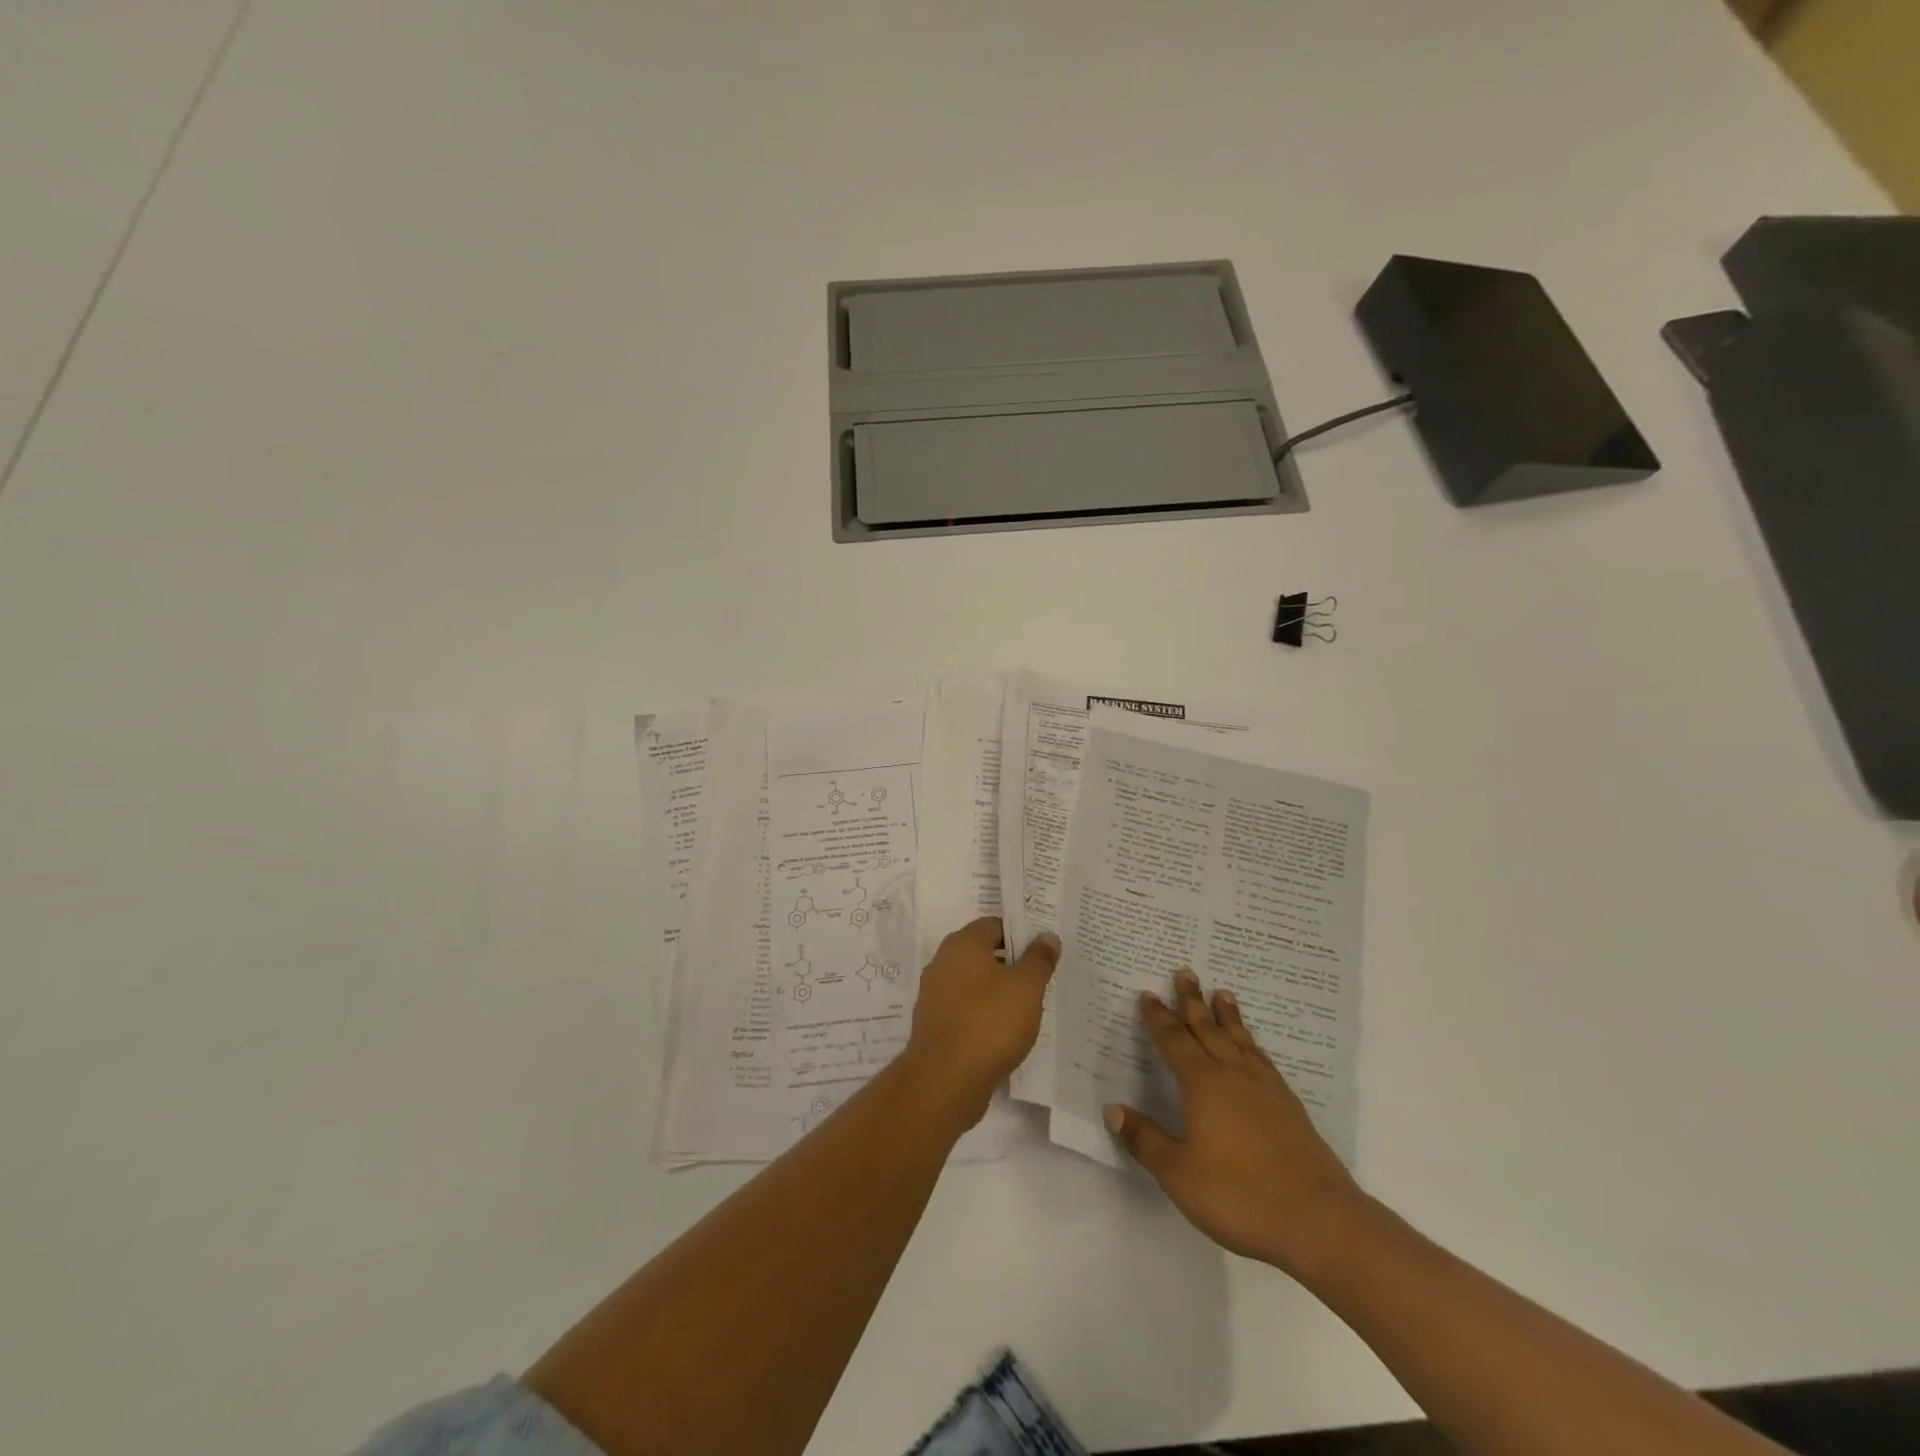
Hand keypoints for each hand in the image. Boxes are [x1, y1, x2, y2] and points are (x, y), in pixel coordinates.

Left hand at [904, 918, 1059, 1125]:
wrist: (946, 1079)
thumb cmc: (990, 1021)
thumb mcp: (1027, 987)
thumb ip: (1039, 959)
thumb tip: (1047, 936)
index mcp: (962, 944)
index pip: (993, 925)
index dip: (1019, 934)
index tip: (1042, 949)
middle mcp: (943, 963)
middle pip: (982, 954)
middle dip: (1010, 964)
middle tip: (1040, 978)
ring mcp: (934, 996)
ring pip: (973, 984)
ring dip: (996, 992)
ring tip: (1027, 1008)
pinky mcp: (934, 1026)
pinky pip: (964, 1011)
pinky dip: (983, 1016)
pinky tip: (1004, 1033)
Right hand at [1106, 970, 1360, 1273]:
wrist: (1319, 1220)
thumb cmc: (1239, 1195)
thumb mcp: (1179, 1174)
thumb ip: (1145, 1140)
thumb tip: (1113, 1109)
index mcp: (1202, 1085)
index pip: (1174, 1042)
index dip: (1158, 1018)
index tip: (1148, 995)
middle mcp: (1233, 1076)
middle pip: (1207, 1029)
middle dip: (1192, 1001)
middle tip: (1185, 972)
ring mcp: (1265, 1090)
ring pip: (1239, 1040)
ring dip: (1227, 1016)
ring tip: (1222, 994)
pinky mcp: (1289, 1108)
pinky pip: (1263, 1060)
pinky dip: (1252, 1044)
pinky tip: (1253, 1048)